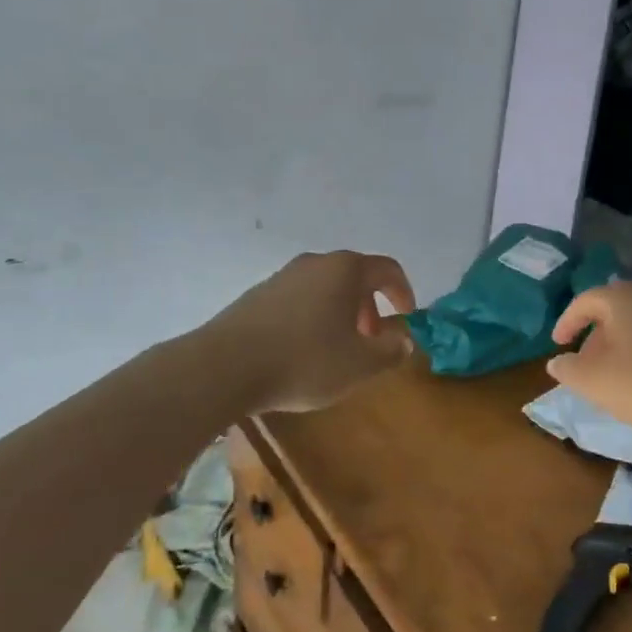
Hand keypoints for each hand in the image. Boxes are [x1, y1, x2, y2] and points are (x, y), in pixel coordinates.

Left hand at [206, 251, 416, 413]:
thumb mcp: (361, 364)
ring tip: (339, 348)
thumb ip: (391, 350)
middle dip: (370, 307)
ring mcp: (282, 276)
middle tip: (372, 339)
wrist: (225, 367)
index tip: (406, 318)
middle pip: (354, 277)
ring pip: (325, 288)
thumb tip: (404, 339)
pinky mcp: (257, 295)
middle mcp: (315, 263)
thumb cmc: (306, 361)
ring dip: (341, 313)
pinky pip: (299, 300)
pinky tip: (304, 351)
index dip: (403, 292)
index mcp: (346, 270)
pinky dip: (313, 317)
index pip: (388, 269)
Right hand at [546, 283, 631, 433]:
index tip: (558, 345)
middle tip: (584, 363)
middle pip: (612, 309)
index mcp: (623, 299)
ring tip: (610, 374)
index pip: (585, 301)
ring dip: (617, 343)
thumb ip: (568, 370)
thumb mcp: (594, 381)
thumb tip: (557, 362)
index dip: (567, 322)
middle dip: (593, 335)